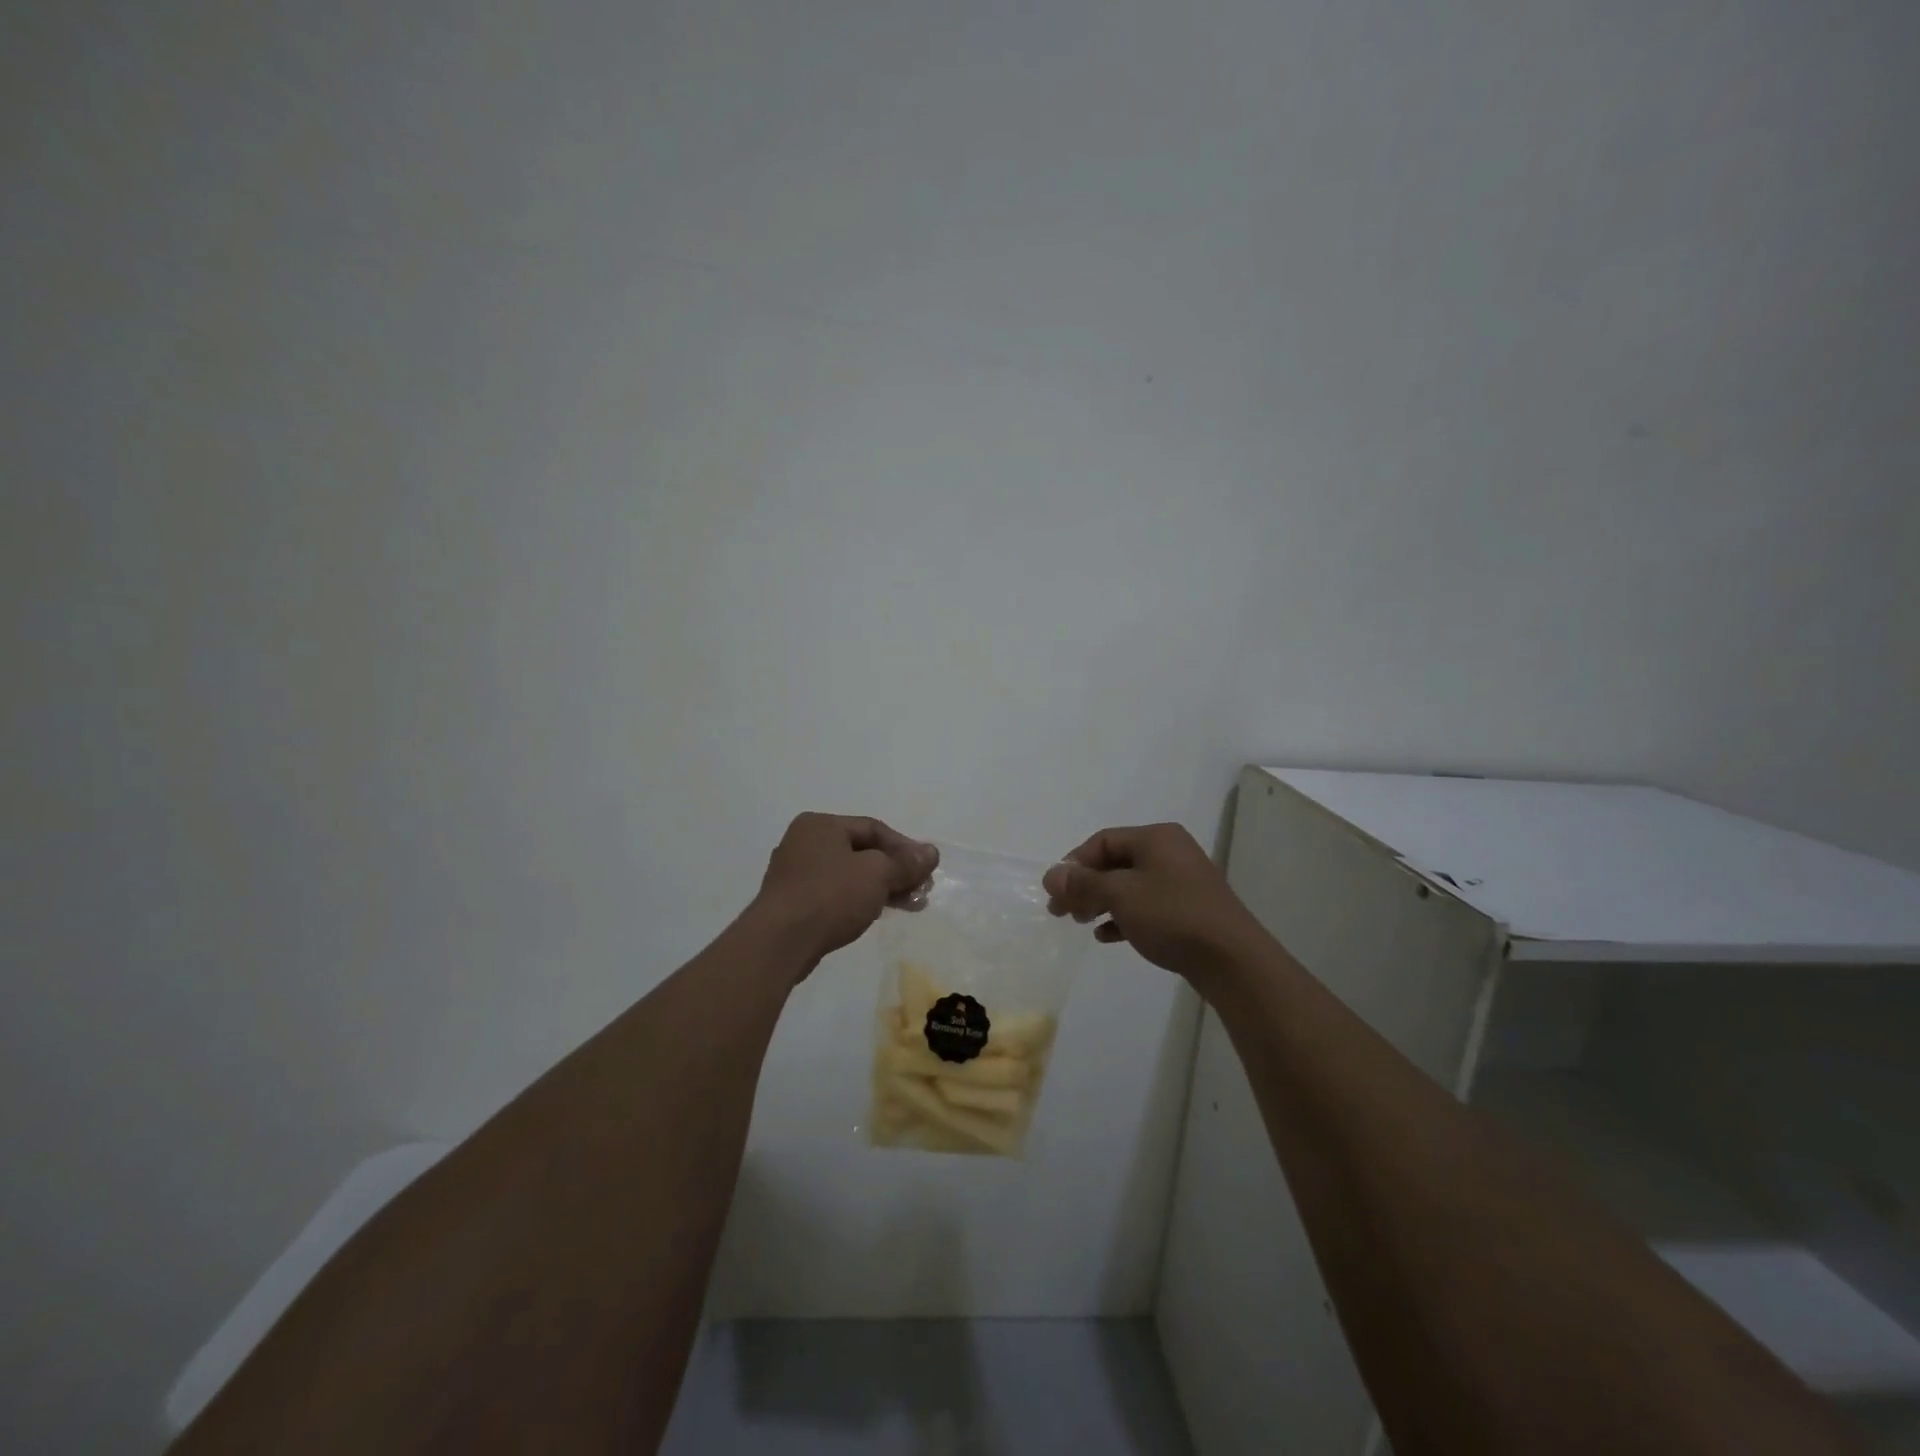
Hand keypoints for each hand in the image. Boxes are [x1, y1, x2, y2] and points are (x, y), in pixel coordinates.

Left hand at [754, 813, 937, 969]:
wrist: (779, 943)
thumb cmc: (830, 895)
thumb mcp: (877, 874)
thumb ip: (906, 863)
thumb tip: (931, 853)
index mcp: (820, 825)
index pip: (873, 828)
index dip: (905, 847)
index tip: (927, 870)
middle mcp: (804, 842)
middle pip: (862, 852)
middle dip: (895, 871)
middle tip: (921, 890)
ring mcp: (794, 873)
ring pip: (849, 875)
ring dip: (881, 888)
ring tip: (909, 906)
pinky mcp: (792, 903)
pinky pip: (834, 894)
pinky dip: (858, 901)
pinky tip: (876, 915)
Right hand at [1043, 824, 1266, 982]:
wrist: (1231, 959)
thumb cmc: (1171, 915)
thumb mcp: (1120, 894)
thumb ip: (1083, 883)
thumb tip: (1051, 875)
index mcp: (1156, 837)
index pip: (1102, 841)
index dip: (1074, 863)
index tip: (1056, 891)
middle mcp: (1170, 852)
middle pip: (1115, 863)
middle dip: (1085, 885)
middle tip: (1061, 910)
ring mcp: (1181, 881)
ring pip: (1129, 886)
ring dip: (1100, 902)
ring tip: (1081, 922)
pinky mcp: (1187, 910)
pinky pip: (1146, 906)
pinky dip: (1123, 917)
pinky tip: (1106, 936)